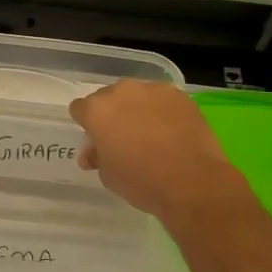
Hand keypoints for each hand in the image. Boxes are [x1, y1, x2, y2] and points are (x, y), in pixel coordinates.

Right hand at [70, 81, 249, 223]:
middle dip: (112, 114)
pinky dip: (162, 110)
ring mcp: (152, 90)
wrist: (192, 181)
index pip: (80, 109)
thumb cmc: (142, 181)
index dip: (87, 124)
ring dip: (137, 109)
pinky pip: (162, 99)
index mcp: (97, 110)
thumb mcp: (108, 176)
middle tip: (124, 138)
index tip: (97, 140)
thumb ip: (97, 156)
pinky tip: (172, 131)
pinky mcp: (178, 94)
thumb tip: (93, 153)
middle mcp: (121, 92)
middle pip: (109, 98)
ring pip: (137, 95)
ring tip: (151, 133)